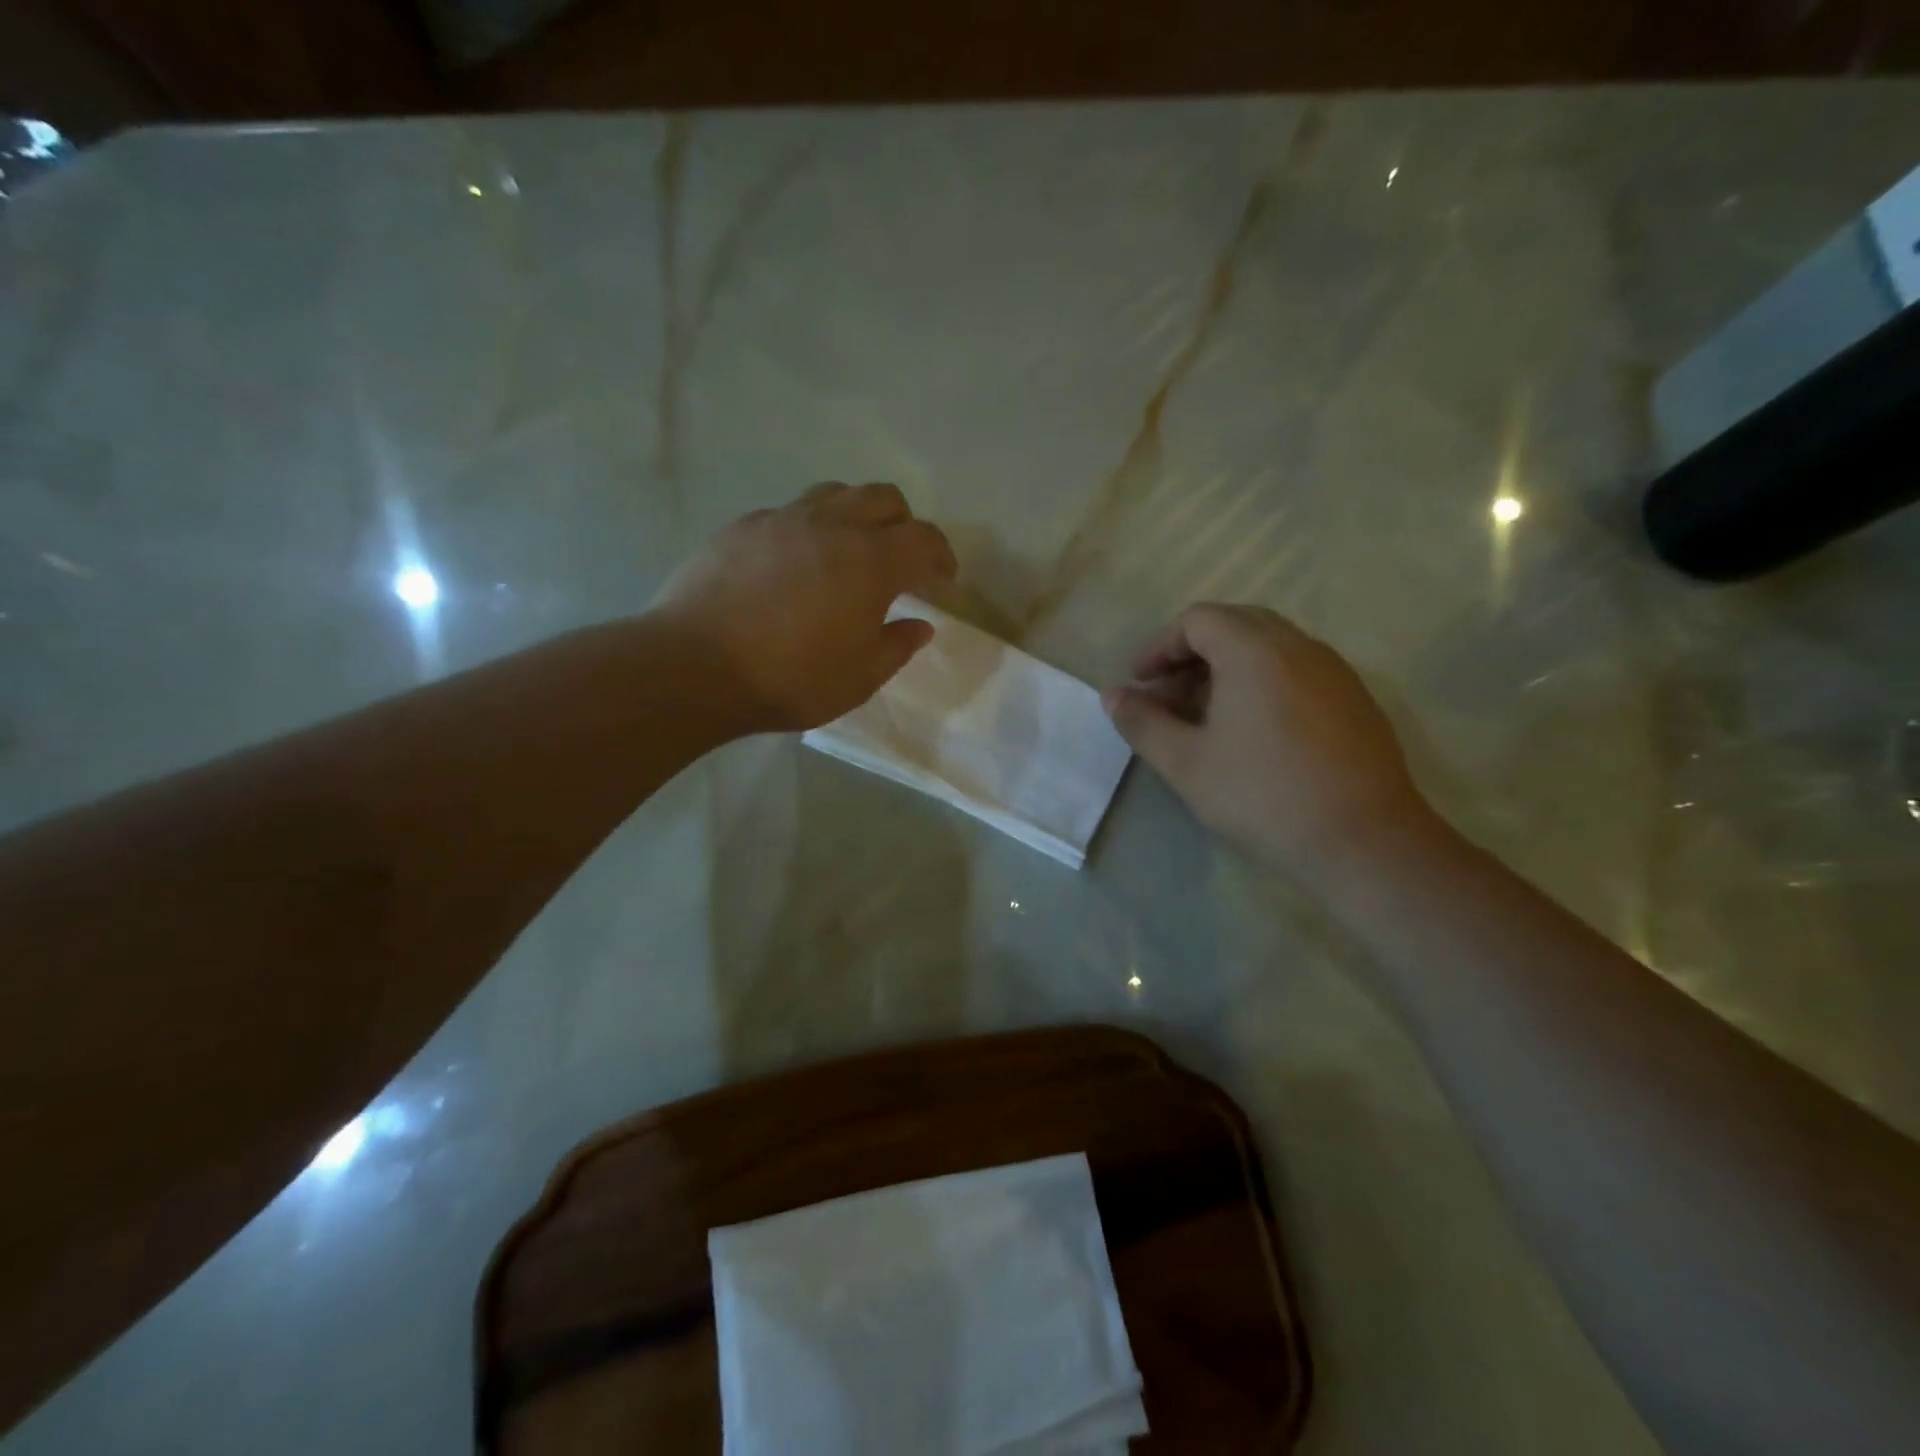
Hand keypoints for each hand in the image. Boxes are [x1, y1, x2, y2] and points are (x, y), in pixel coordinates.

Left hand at [651, 482, 956, 734]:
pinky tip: (793, 565)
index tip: (943, 580)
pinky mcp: (742, 526)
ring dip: (855, 515)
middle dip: (903, 525)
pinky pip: (788, 512)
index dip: (942, 556)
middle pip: (884, 498)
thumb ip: (896, 647)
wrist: (694, 666)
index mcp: (870, 561)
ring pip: (835, 493)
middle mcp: (831, 525)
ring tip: (848, 552)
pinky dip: (807, 529)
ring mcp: (782, 519)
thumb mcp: (859, 678)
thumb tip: (920, 626)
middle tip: (900, 561)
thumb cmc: (789, 678)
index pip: (925, 539)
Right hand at [1103, 603, 1434, 879]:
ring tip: (1203, 713)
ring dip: (1227, 666)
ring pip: (1270, 646)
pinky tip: (1252, 729)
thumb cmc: (1263, 796)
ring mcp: (1335, 671)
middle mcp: (1299, 647)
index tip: (1138, 680)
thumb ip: (1143, 723)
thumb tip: (1112, 695)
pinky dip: (1262, 681)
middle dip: (1192, 652)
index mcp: (1256, 652)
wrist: (1364, 841)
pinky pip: (1297, 669)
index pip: (1198, 620)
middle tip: (1166, 693)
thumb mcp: (1187, 764)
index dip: (1160, 645)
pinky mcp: (1355, 700)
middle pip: (1236, 624)